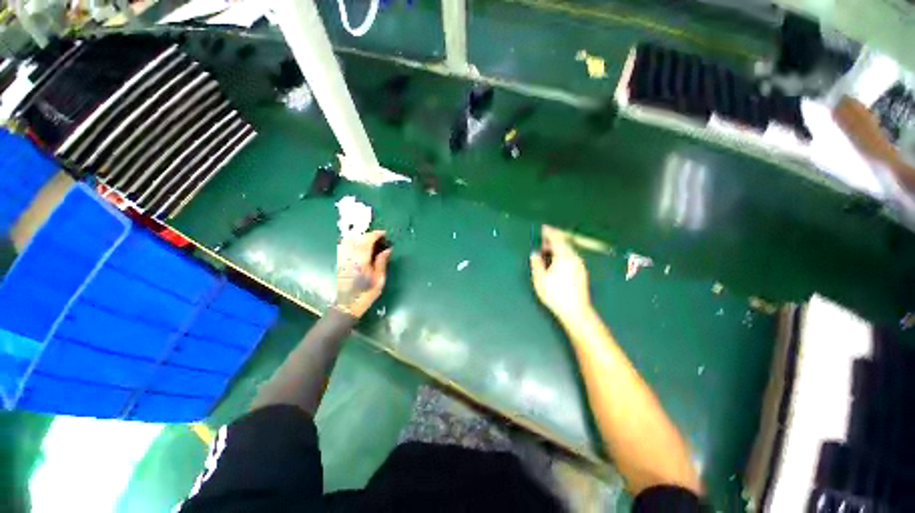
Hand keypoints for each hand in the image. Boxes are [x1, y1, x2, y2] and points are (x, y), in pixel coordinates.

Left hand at [334, 230, 391, 317]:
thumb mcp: (379, 281)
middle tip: (379, 238)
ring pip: (349, 240)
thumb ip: (382, 263)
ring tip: (370, 241)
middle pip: (357, 238)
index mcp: (360, 262)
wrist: (346, 305)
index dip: (375, 234)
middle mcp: (349, 257)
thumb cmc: (366, 294)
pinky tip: (359, 246)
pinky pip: (343, 245)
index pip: (366, 241)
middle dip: (368, 235)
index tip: (384, 234)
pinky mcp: (338, 261)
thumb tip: (387, 249)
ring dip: (360, 237)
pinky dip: (352, 242)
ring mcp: (341, 258)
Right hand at [530, 225, 591, 322]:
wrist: (576, 311)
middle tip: (543, 242)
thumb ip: (537, 264)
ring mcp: (580, 265)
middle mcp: (574, 258)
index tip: (544, 228)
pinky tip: (557, 262)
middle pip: (564, 243)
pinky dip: (563, 255)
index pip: (557, 239)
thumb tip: (535, 254)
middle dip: (553, 240)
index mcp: (564, 257)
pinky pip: (571, 257)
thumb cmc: (555, 294)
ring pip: (568, 251)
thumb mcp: (540, 279)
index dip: (550, 232)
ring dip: (558, 248)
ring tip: (548, 252)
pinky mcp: (582, 272)